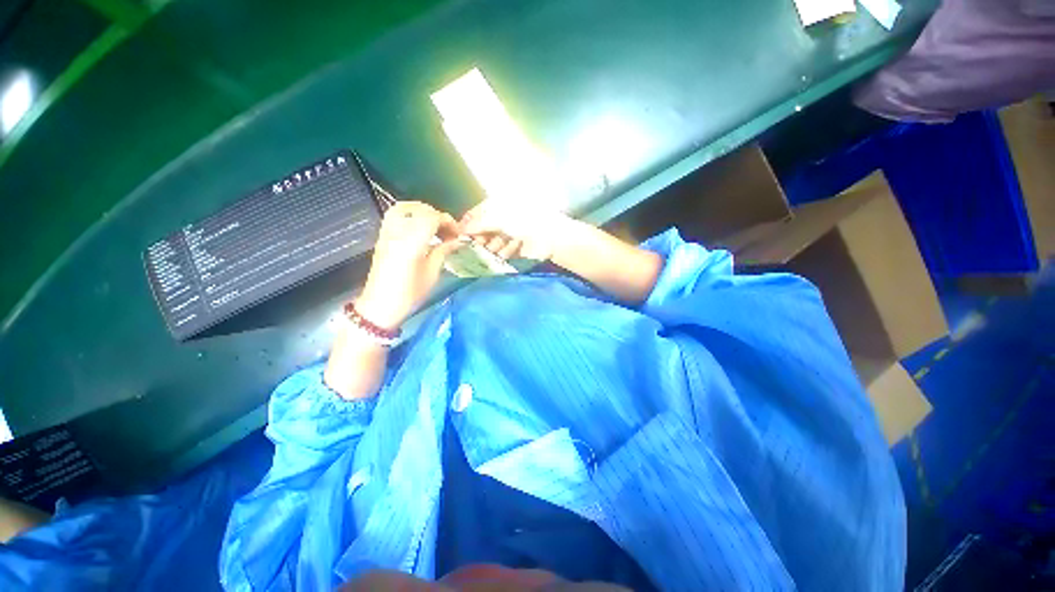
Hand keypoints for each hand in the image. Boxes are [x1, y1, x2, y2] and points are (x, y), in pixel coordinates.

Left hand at [356, 202, 464, 330]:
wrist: (380, 306)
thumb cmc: (409, 294)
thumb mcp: (432, 274)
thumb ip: (443, 252)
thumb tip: (457, 241)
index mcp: (411, 244)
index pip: (431, 218)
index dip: (448, 222)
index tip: (458, 234)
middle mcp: (397, 233)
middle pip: (418, 210)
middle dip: (437, 216)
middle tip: (448, 231)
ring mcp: (386, 234)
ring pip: (403, 208)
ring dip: (422, 211)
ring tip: (434, 225)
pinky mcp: (382, 237)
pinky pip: (394, 215)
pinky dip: (410, 215)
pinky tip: (420, 228)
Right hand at [460, 199, 573, 260]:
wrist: (551, 237)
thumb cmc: (525, 220)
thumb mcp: (498, 217)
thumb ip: (478, 223)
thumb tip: (461, 228)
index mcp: (499, 205)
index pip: (477, 214)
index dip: (468, 224)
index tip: (460, 236)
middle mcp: (503, 219)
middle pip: (483, 231)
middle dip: (480, 239)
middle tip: (478, 245)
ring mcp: (510, 235)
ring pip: (492, 244)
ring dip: (494, 246)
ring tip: (500, 246)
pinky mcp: (516, 249)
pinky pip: (502, 253)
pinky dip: (506, 252)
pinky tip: (513, 249)